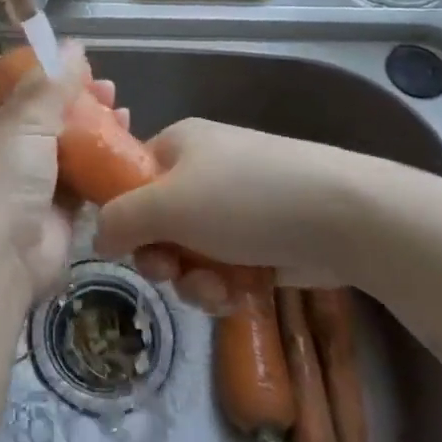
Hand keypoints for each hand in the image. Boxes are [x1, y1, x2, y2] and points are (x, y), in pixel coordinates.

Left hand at [0, 45, 125, 306]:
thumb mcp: (22, 118)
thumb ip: (50, 82)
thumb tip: (72, 46)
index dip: (20, 65)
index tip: (55, 54)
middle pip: (35, 111)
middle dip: (69, 95)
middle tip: (103, 84)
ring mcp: (25, 180)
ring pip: (62, 143)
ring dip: (91, 125)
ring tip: (121, 106)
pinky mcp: (54, 209)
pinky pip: (82, 178)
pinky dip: (102, 161)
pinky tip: (127, 142)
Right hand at [94, 119, 353, 313]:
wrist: (343, 217)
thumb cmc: (245, 199)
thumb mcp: (167, 204)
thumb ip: (120, 219)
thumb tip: (98, 237)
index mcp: (179, 145)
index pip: (131, 177)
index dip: (124, 214)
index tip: (128, 245)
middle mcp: (205, 171)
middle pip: (159, 222)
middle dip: (163, 258)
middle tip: (171, 274)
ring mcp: (237, 206)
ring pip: (191, 253)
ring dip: (195, 280)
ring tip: (217, 291)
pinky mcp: (264, 240)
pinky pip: (225, 267)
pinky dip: (226, 286)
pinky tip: (240, 296)